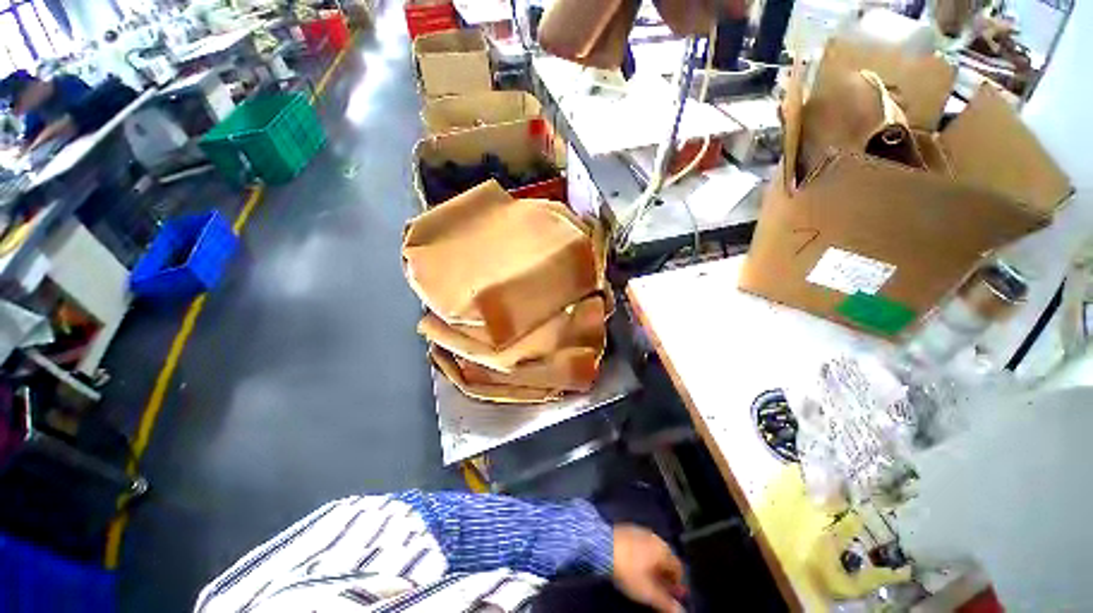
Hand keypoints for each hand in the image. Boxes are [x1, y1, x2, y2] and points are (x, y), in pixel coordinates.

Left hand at [611, 524, 686, 612]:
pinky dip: (643, 556)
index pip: (679, 569)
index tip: (672, 597)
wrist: (602, 545)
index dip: (677, 585)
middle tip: (659, 590)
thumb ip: (666, 603)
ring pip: (654, 552)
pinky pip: (642, 545)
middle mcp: (656, 538)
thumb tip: (681, 611)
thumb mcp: (648, 592)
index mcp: (664, 550)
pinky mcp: (629, 530)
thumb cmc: (629, 570)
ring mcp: (642, 531)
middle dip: (665, 576)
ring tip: (647, 579)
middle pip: (666, 559)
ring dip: (654, 566)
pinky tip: (635, 565)